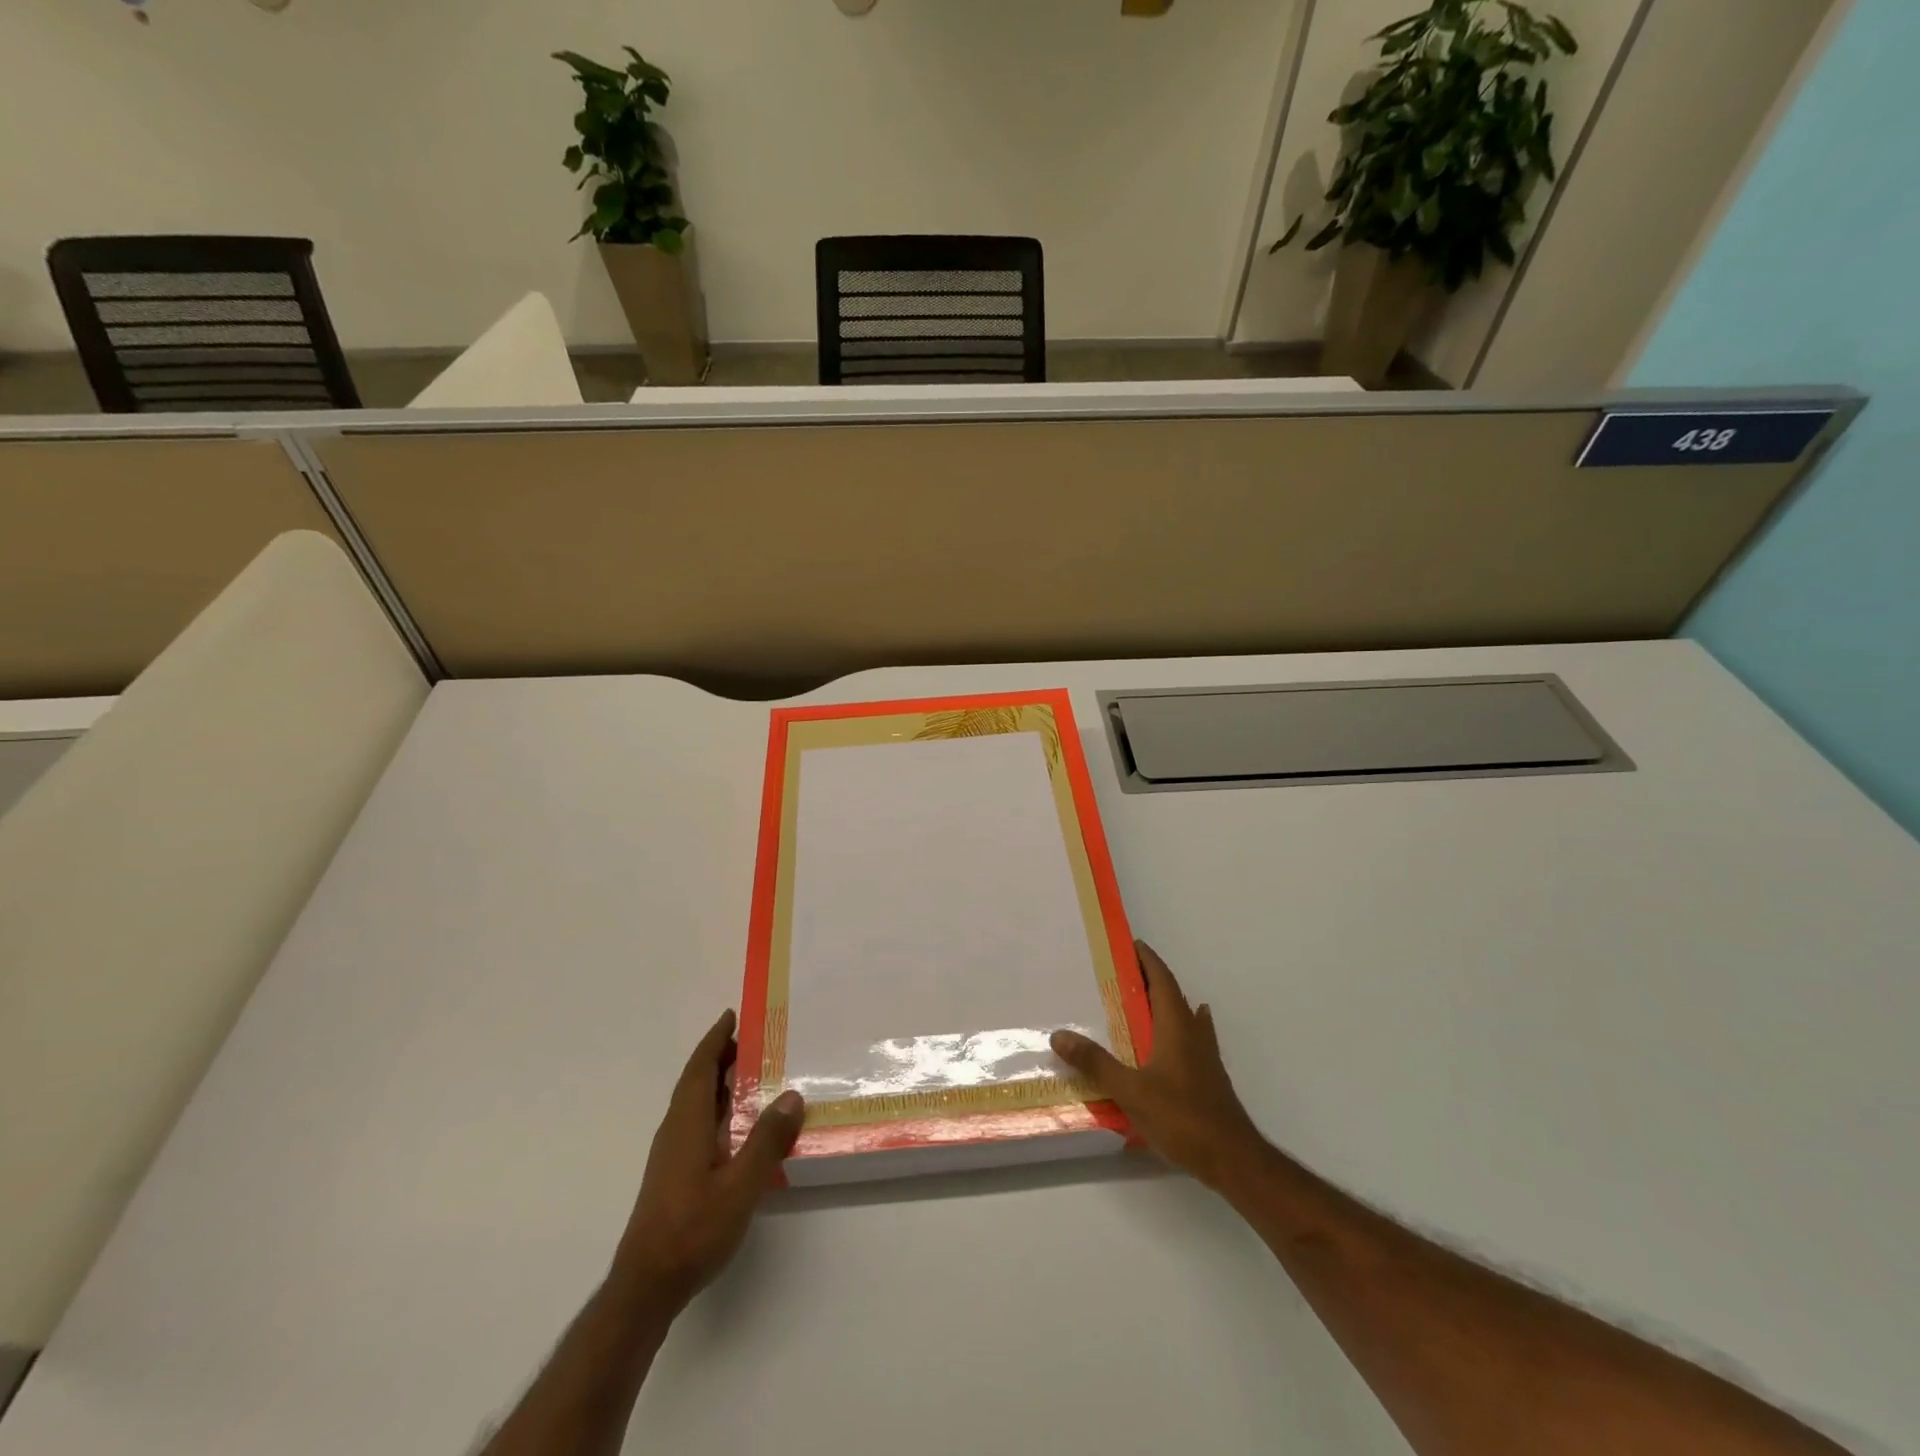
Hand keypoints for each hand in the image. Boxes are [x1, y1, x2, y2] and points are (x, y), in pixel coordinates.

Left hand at [611, 1010, 804, 1311]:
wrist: (646, 1287)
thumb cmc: (693, 1230)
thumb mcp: (740, 1186)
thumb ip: (766, 1141)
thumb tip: (792, 1095)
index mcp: (687, 1124)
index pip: (699, 1069)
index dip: (715, 1040)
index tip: (732, 1015)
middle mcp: (676, 1131)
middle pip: (696, 1082)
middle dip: (720, 1057)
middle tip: (754, 1039)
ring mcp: (672, 1154)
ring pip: (696, 1104)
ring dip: (719, 1082)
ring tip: (753, 1073)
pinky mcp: (675, 1174)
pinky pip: (698, 1123)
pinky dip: (718, 1108)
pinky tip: (740, 1124)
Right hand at [1051, 941, 1266, 1190]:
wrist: (1232, 1158)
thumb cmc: (1182, 1117)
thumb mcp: (1131, 1090)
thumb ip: (1096, 1063)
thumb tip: (1059, 1035)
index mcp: (1176, 1025)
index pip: (1162, 979)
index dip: (1147, 960)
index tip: (1129, 944)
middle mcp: (1193, 1032)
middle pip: (1172, 994)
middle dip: (1149, 980)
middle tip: (1120, 975)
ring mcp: (1204, 1055)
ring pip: (1183, 1017)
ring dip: (1163, 1004)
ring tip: (1138, 1004)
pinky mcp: (1208, 1076)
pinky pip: (1188, 1039)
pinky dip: (1173, 1030)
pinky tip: (1167, 1044)